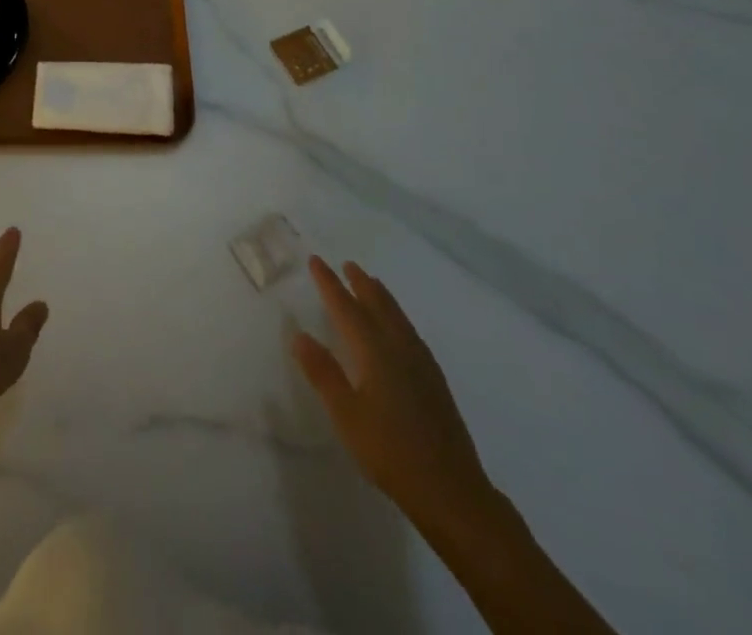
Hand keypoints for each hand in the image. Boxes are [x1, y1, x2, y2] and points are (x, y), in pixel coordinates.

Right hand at [293, 257, 495, 533]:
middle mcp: (399, 348)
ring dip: (382, 297)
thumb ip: (323, 373)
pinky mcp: (435, 382)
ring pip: (398, 318)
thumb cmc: (390, 451)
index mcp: (374, 351)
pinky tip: (400, 329)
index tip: (316, 261)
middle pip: (378, 305)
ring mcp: (422, 364)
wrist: (451, 491)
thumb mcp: (346, 414)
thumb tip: (300, 335)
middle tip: (347, 265)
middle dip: (360, 284)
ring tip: (372, 284)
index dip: (329, 284)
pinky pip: (411, 333)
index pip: (346, 308)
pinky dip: (398, 317)